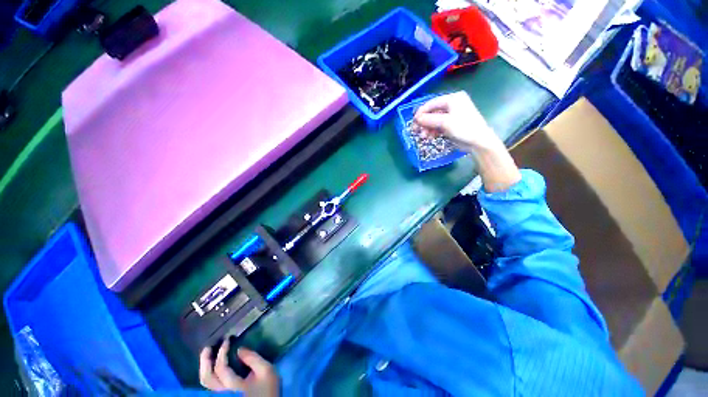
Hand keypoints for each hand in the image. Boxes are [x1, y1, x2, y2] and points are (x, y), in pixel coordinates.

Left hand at [199, 339, 278, 396]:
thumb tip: (239, 349)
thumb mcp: (266, 371)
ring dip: (205, 368)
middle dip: (205, 361)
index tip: (227, 340)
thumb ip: (253, 359)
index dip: (221, 353)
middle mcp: (223, 393)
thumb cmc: (268, 389)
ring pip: (206, 383)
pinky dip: (209, 374)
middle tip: (208, 347)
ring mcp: (222, 396)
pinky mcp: (224, 396)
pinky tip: (212, 366)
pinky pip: (211, 385)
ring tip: (208, 355)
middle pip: (207, 378)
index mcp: (233, 387)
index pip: (221, 368)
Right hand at [414, 92, 520, 192]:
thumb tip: (416, 118)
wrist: (478, 142)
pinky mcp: (451, 125)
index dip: (421, 112)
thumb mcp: (445, 122)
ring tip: (424, 136)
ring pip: (434, 120)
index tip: (413, 121)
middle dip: (424, 122)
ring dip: (427, 128)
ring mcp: (452, 115)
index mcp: (453, 99)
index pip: (432, 103)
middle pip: (432, 112)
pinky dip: (433, 131)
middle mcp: (452, 104)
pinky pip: (438, 126)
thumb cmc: (464, 128)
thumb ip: (429, 119)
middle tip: (416, 131)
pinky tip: (430, 137)